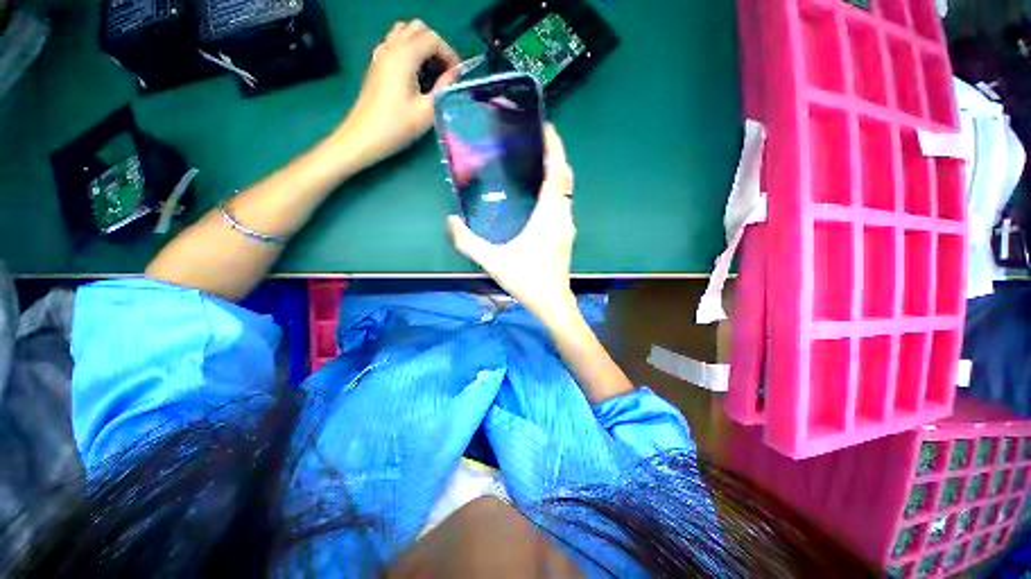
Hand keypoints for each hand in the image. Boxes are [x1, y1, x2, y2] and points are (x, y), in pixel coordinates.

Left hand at [338, 20, 460, 166]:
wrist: (366, 135)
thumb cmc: (398, 125)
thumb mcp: (428, 110)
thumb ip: (444, 87)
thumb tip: (455, 73)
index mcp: (405, 55)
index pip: (433, 39)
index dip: (449, 54)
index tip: (457, 75)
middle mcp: (391, 47)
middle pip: (418, 29)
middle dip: (436, 47)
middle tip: (445, 71)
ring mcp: (381, 53)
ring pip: (405, 32)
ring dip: (422, 45)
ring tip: (431, 70)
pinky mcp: (377, 63)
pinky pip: (395, 43)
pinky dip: (409, 50)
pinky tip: (415, 73)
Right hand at [448, 124, 578, 326]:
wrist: (552, 303)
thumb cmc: (527, 280)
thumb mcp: (494, 262)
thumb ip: (468, 242)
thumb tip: (450, 221)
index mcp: (549, 215)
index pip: (558, 172)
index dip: (555, 147)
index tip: (547, 128)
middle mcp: (563, 216)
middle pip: (565, 178)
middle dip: (555, 156)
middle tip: (536, 143)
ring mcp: (567, 226)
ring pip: (566, 192)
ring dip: (556, 174)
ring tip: (535, 165)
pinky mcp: (566, 236)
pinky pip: (563, 204)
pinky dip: (555, 191)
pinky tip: (538, 197)